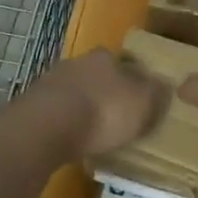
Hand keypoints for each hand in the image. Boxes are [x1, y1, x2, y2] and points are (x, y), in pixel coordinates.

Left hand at [31, 48, 168, 157]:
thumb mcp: (144, 104)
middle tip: (115, 118)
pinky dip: (63, 123)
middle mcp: (78, 62)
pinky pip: (55, 112)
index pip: (124, 63)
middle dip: (105, 93)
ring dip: (81, 108)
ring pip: (74, 92)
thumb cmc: (104, 111)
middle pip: (96, 75)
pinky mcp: (32, 104)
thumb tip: (164, 87)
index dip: (132, 82)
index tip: (137, 101)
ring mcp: (52, 82)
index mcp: (106, 57)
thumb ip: (156, 95)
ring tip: (91, 134)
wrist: (48, 126)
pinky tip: (69, 140)